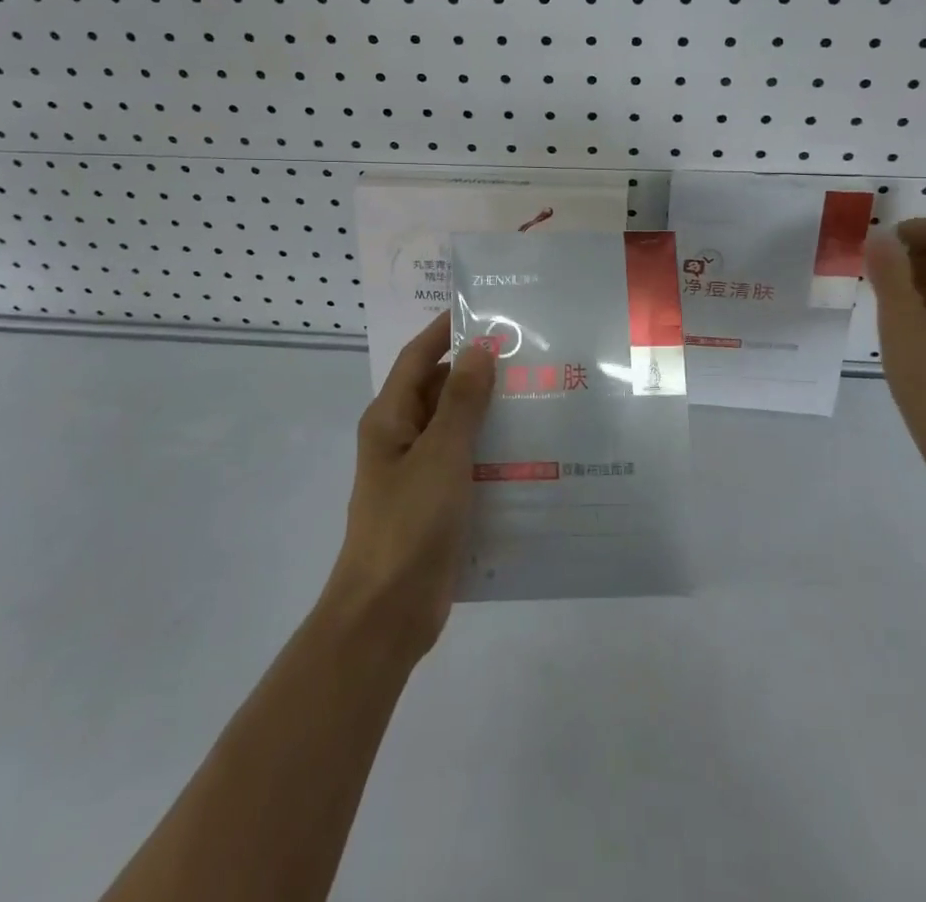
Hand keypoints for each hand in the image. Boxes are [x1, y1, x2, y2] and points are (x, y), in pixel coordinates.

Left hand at [321, 312, 495, 664]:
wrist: (387, 613)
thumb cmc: (409, 523)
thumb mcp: (441, 454)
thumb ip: (462, 400)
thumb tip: (480, 348)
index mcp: (390, 417)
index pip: (419, 357)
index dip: (447, 331)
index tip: (486, 312)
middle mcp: (401, 438)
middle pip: (439, 390)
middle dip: (477, 372)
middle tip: (528, 356)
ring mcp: (418, 473)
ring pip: (456, 428)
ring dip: (488, 413)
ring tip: (538, 397)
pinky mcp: (436, 503)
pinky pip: (465, 464)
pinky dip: (490, 452)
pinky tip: (530, 452)